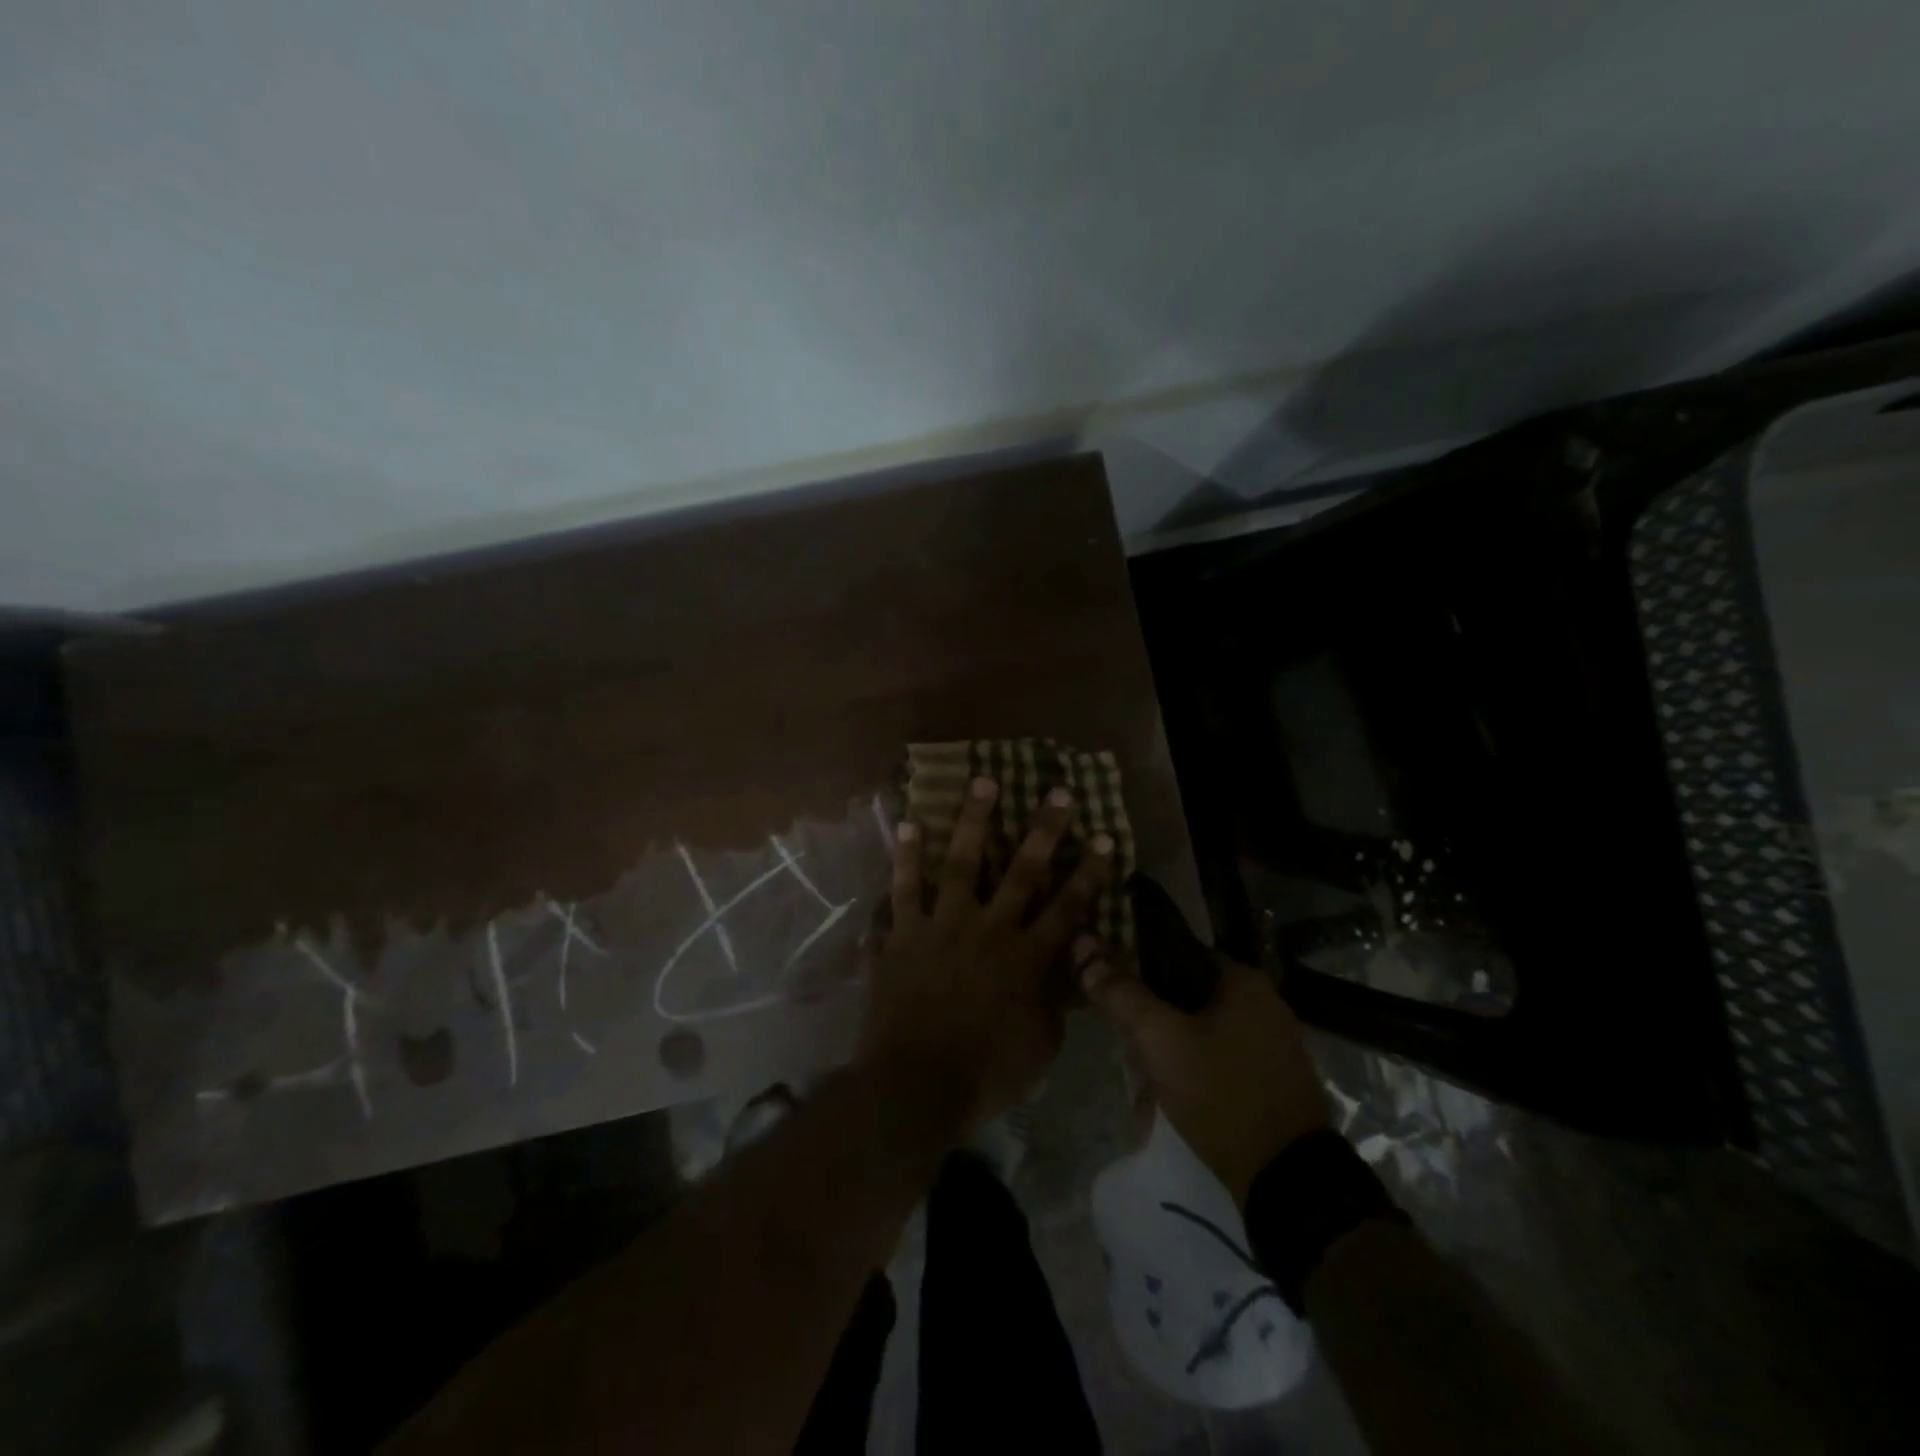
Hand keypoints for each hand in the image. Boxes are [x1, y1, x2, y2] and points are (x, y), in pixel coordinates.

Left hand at [859, 776, 1113, 1127]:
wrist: (915, 1085)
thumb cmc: (985, 1073)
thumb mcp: (1040, 1046)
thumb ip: (1055, 1002)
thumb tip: (1069, 971)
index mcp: (1026, 958)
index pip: (1067, 908)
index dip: (1089, 873)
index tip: (1103, 838)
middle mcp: (989, 930)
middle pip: (1022, 872)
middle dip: (1044, 831)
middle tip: (1058, 792)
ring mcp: (942, 926)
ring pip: (962, 863)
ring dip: (973, 820)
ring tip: (983, 782)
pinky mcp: (904, 934)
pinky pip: (904, 888)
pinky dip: (906, 857)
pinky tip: (909, 824)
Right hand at [1081, 947, 1329, 1206]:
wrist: (1287, 1179)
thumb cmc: (1221, 1092)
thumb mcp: (1161, 1040)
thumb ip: (1123, 995)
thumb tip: (1088, 956)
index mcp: (1243, 979)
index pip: (1177, 953)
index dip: (1138, 968)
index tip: (1113, 992)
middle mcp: (1264, 1001)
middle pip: (1188, 993)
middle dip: (1153, 1016)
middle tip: (1125, 1040)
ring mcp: (1273, 1041)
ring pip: (1202, 1026)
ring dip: (1170, 1044)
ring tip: (1141, 1072)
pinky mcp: (1272, 1076)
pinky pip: (1221, 1054)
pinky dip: (1194, 1065)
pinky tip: (1171, 1090)